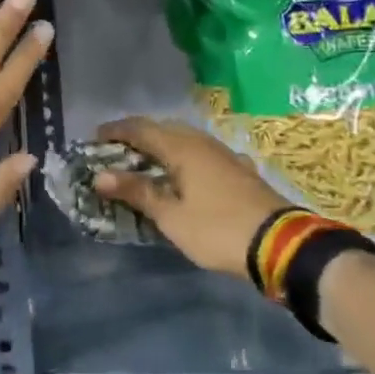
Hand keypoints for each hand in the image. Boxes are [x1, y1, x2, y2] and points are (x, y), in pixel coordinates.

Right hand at [91, 117, 285, 279]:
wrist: (279, 245)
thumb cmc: (217, 230)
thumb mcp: (171, 217)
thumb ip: (137, 192)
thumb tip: (100, 176)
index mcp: (183, 149)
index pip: (142, 129)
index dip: (116, 131)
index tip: (95, 137)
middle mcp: (203, 144)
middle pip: (165, 129)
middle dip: (139, 135)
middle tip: (118, 150)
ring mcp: (225, 155)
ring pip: (187, 140)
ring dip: (163, 145)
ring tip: (146, 162)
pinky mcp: (239, 170)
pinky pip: (202, 154)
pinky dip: (184, 158)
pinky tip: (184, 174)